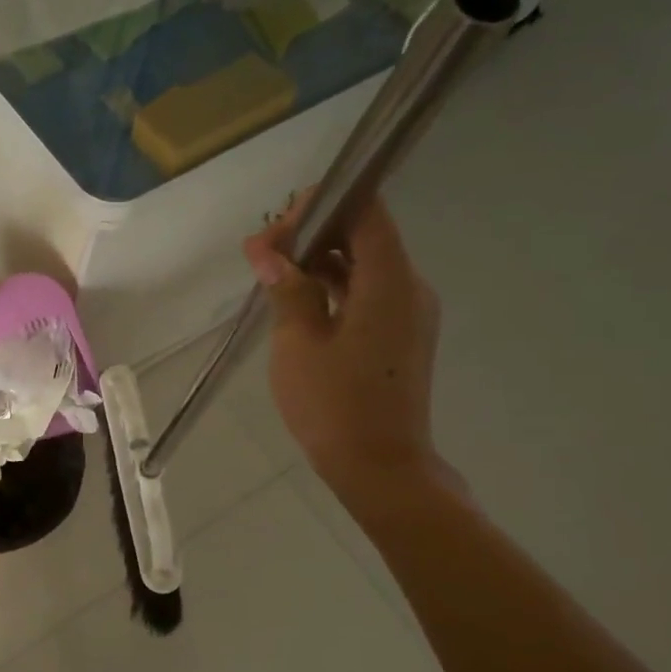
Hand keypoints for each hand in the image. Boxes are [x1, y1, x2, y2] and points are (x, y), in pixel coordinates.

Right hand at [243, 193, 450, 501]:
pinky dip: (331, 287)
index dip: (324, 204)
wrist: (379, 467)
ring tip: (268, 273)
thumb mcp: (298, 342)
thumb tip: (268, 253)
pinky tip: (295, 299)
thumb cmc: (335, 403)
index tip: (279, 223)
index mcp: (390, 282)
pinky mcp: (399, 335)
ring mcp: (407, 313)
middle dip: (311, 234)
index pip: (367, 212)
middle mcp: (409, 288)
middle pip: (363, 236)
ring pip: (362, 266)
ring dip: (317, 262)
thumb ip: (287, 289)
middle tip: (261, 252)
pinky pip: (366, 293)